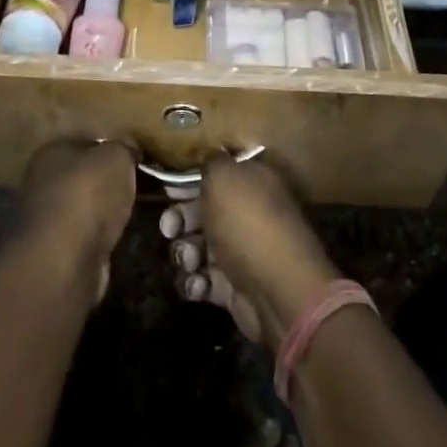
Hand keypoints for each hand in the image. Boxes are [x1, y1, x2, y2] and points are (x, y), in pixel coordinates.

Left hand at [19, 139, 138, 301]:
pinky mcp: (58, 249)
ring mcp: (48, 217)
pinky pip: (88, 232)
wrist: (65, 261)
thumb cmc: (88, 195)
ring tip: (136, 210)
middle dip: (111, 180)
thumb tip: (130, 150)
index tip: (139, 158)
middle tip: (143, 184)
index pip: (88, 140)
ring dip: (108, 209)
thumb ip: (124, 148)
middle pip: (86, 174)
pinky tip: (121, 234)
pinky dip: (103, 233)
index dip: (114, 147)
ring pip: (88, 205)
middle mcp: (44, 180)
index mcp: (52, 151)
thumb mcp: (116, 156)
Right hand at [163, 154, 340, 348]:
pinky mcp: (234, 287)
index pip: (216, 174)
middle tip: (169, 229)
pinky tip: (198, 284)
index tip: (169, 191)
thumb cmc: (247, 224)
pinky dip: (195, 282)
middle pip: (202, 211)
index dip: (189, 181)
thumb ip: (211, 162)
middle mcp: (248, 214)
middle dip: (179, 220)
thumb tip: (209, 156)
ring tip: (190, 261)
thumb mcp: (224, 177)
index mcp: (252, 182)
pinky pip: (204, 280)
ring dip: (185, 253)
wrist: (278, 290)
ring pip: (198, 247)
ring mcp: (241, 252)